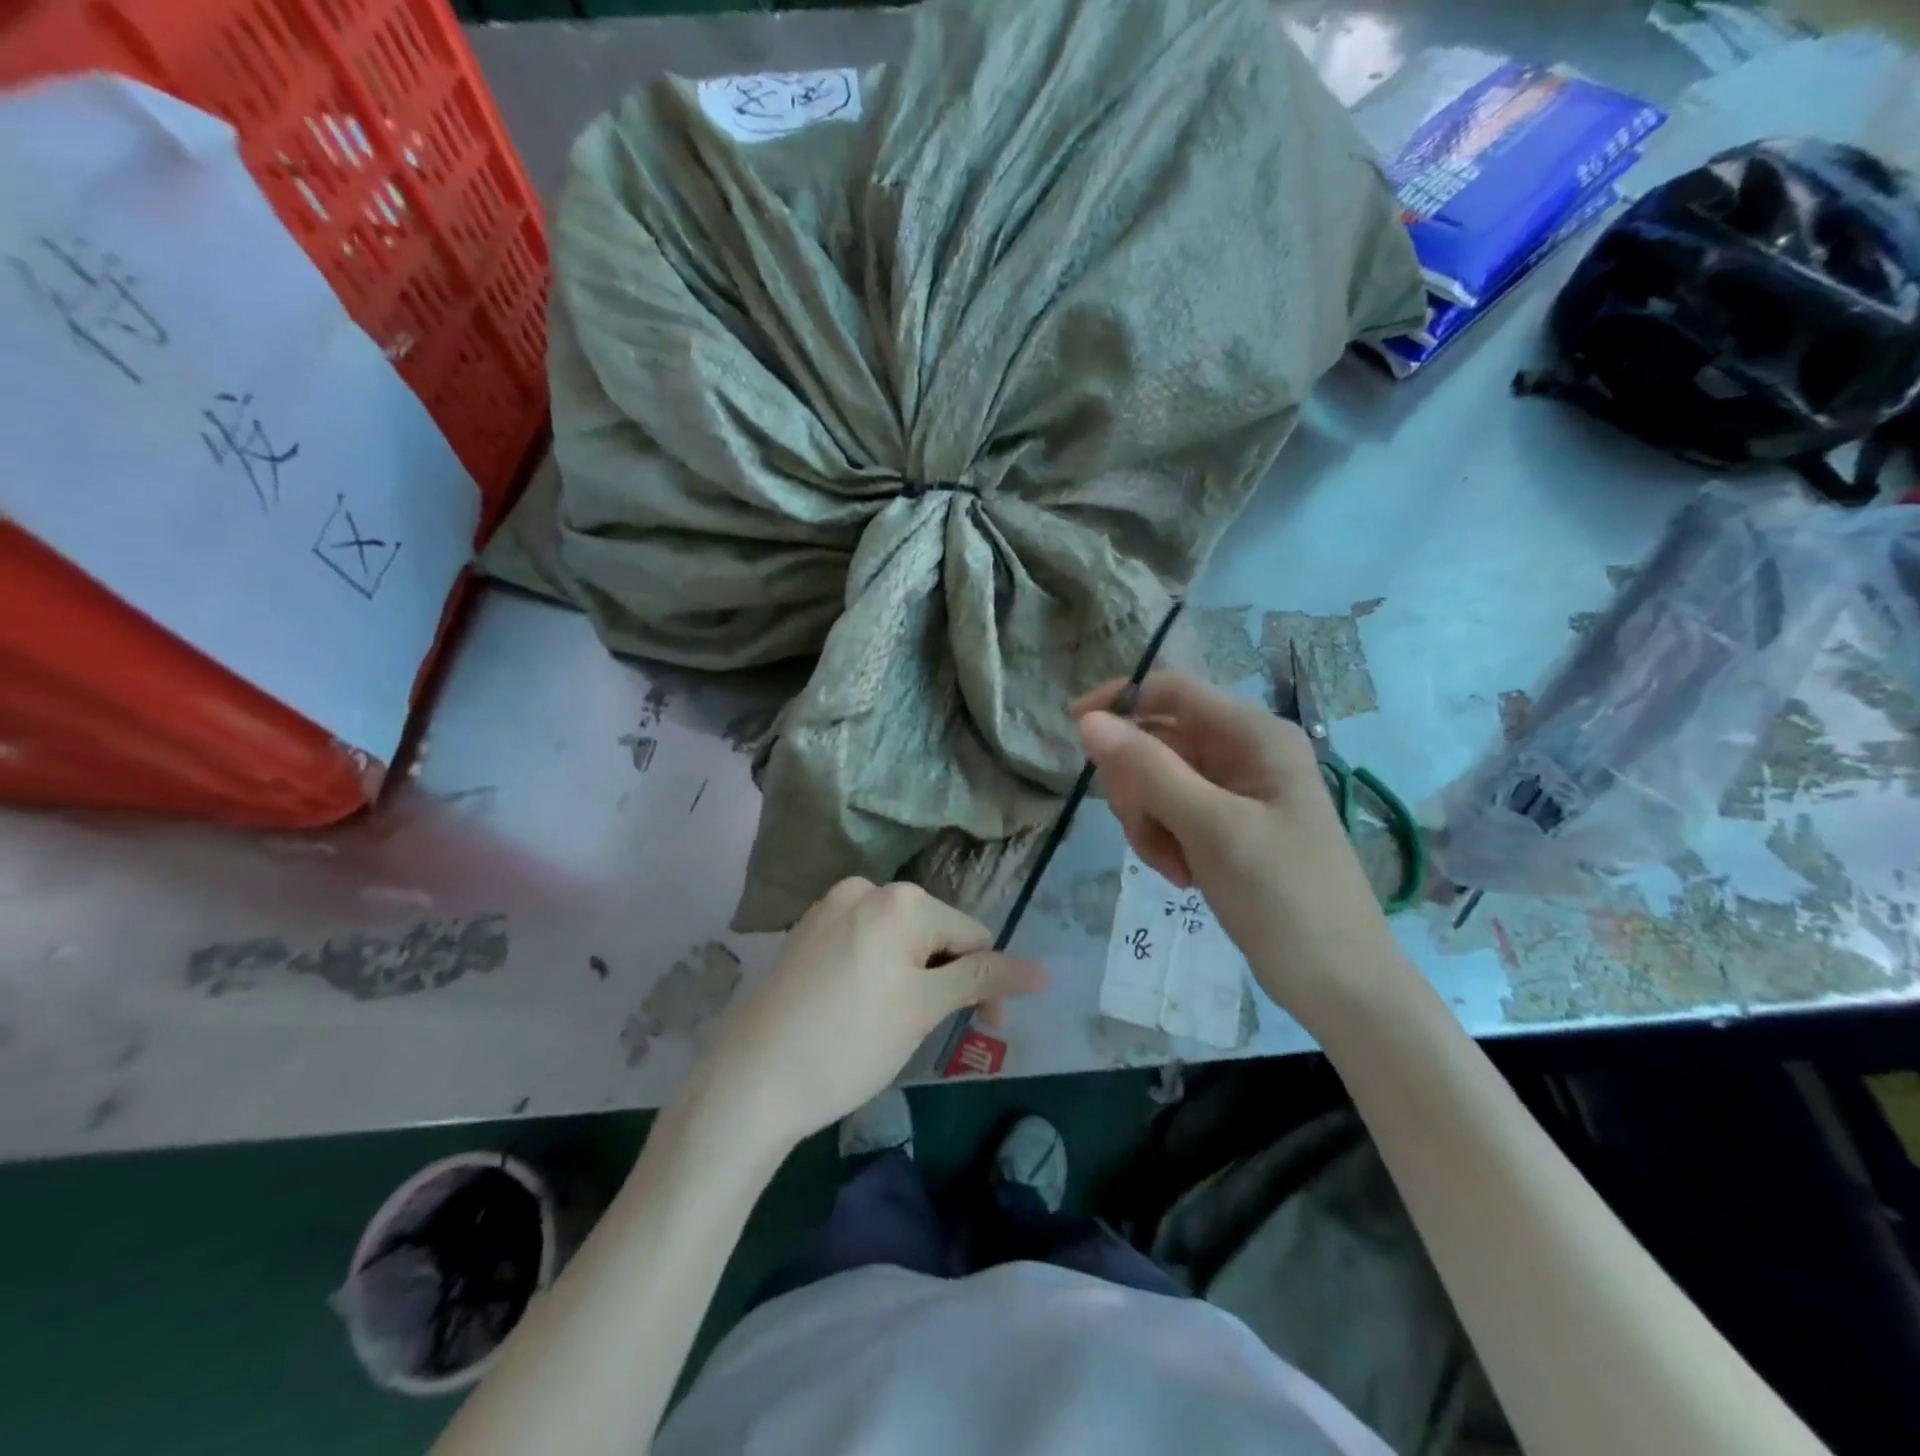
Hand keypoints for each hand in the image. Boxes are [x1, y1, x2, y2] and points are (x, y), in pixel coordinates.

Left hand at [694, 879, 1045, 1151]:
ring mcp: (830, 908)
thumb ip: (984, 979)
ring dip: (912, 977)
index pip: (972, 936)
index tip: (982, 1031)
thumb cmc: (849, 1044)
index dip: (986, 984)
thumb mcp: (924, 1010)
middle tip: (927, 1031)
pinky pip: (863, 943)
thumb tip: (1045, 970)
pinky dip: (877, 972)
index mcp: (900, 900)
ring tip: (889, 1024)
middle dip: (944, 979)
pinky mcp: (806, 931)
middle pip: (934, 933)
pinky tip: (858, 1009)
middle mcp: (865, 889)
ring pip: (898, 940)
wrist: (750, 1081)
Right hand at [1074, 672, 1400, 1020]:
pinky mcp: (1226, 827)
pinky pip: (1171, 815)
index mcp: (1254, 735)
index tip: (1073, 731)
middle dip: (1138, 786)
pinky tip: (1184, 876)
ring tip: (1175, 866)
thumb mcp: (1211, 828)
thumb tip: (1088, 720)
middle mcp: (1244, 753)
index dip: (1120, 701)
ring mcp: (1235, 792)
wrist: (1338, 983)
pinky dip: (1164, 842)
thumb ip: (1148, 769)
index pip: (1172, 691)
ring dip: (1149, 822)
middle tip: (1145, 830)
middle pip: (1157, 740)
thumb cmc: (1284, 897)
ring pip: (1157, 782)